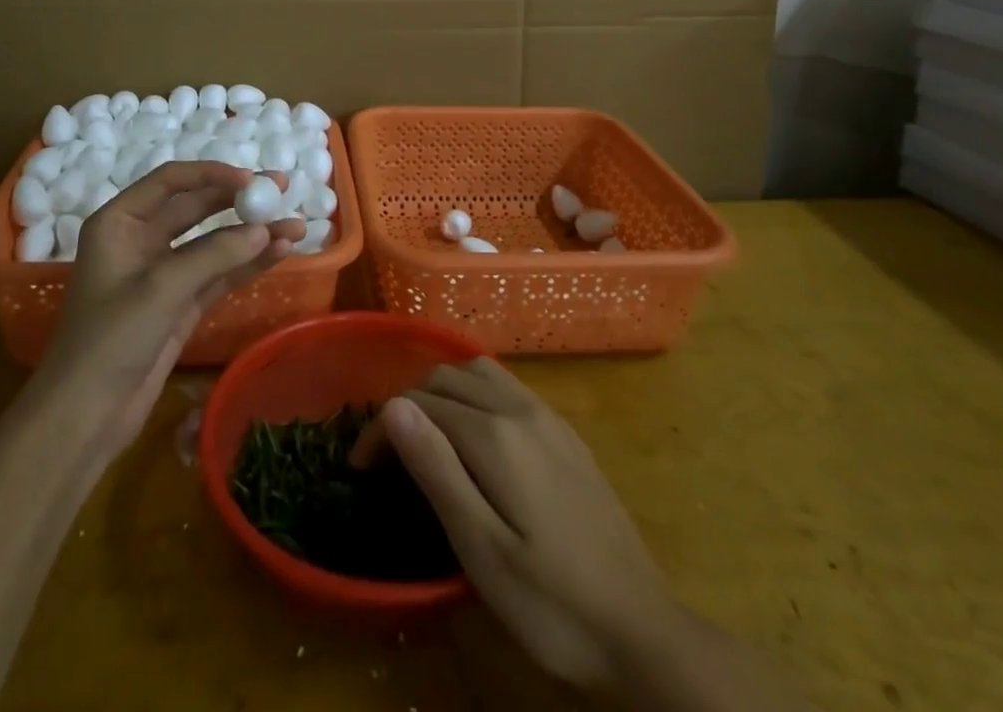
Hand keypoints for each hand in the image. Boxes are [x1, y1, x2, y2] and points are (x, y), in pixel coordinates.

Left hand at [40, 162, 303, 456]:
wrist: (84, 417)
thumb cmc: (110, 340)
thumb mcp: (160, 289)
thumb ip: (214, 254)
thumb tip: (264, 230)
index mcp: (120, 223)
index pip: (171, 181)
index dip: (211, 174)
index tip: (250, 179)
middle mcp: (141, 240)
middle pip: (197, 207)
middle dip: (239, 200)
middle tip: (281, 191)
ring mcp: (163, 273)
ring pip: (214, 242)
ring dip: (252, 235)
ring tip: (296, 228)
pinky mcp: (181, 303)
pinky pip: (219, 273)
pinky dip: (248, 263)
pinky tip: (280, 253)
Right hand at [356, 359, 672, 692]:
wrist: (643, 630)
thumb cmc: (553, 604)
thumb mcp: (483, 550)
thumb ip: (437, 470)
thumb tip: (394, 406)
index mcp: (496, 435)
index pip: (420, 405)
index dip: (382, 428)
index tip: (359, 466)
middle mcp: (521, 409)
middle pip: (447, 378)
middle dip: (408, 404)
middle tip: (389, 454)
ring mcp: (548, 417)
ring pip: (480, 373)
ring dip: (443, 392)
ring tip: (425, 436)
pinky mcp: (566, 433)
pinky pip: (507, 388)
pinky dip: (475, 394)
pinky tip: (475, 436)